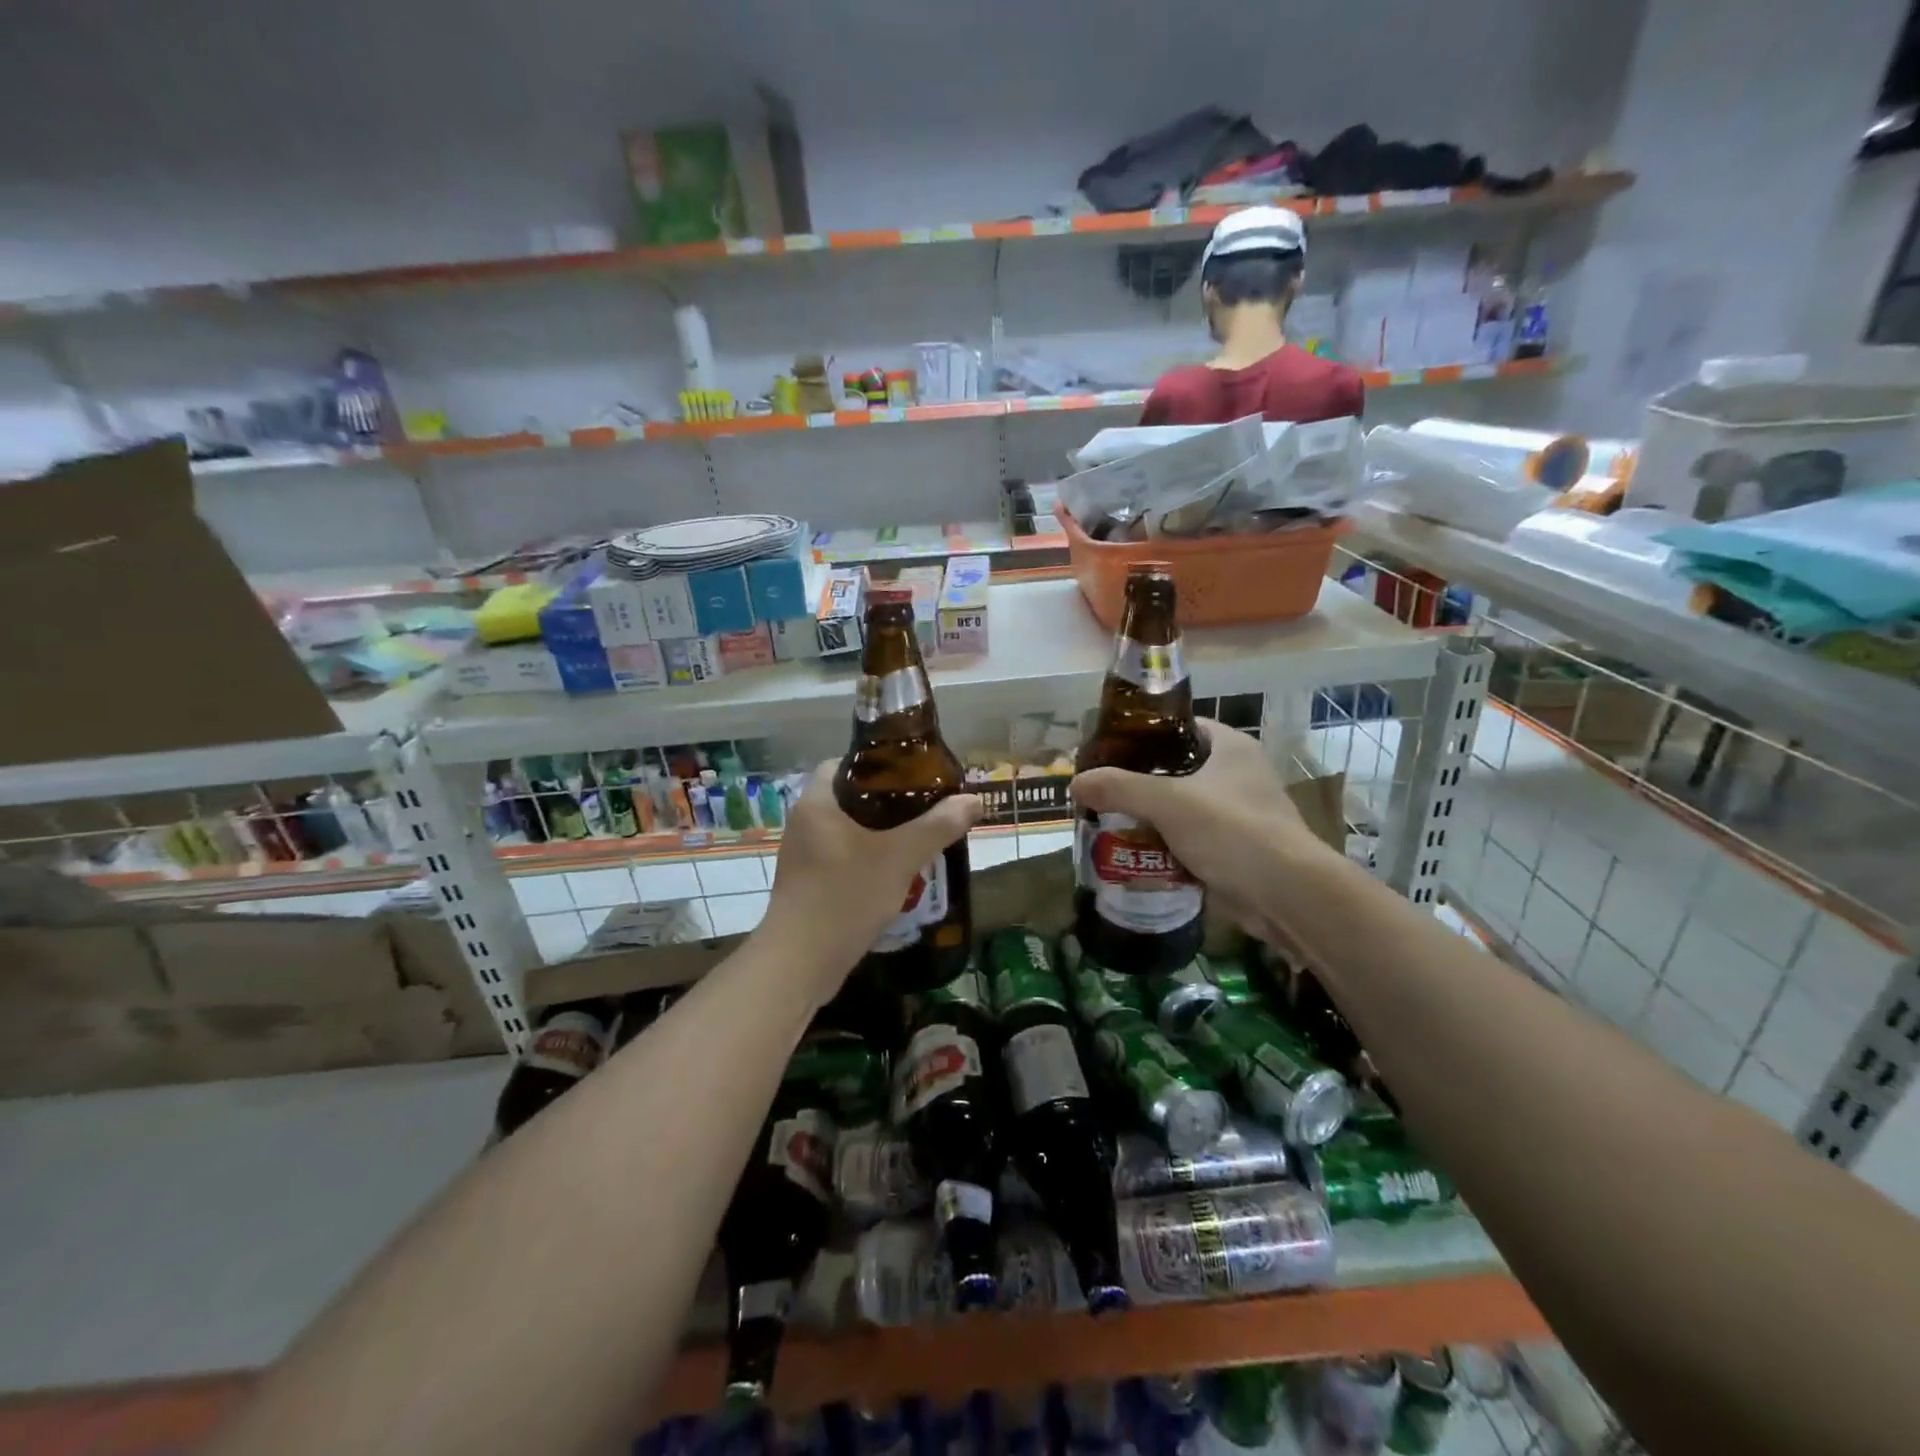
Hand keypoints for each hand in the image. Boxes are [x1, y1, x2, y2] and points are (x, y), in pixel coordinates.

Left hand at [759, 762, 982, 999]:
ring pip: (849, 832)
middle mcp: (804, 824)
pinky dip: (869, 860)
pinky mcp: (808, 884)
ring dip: (881, 835)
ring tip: (919, 839)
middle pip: (850, 798)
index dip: (878, 765)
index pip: (843, 764)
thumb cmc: (846, 896)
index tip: (912, 776)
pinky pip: (843, 859)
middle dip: (888, 803)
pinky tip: (897, 874)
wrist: (801, 962)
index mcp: (816, 803)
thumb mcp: (899, 857)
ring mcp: (803, 857)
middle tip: (925, 809)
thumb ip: (937, 826)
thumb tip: (973, 800)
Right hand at [1071, 719, 1338, 942]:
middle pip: (1176, 770)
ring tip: (1108, 821)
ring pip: (1181, 809)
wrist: (1288, 896)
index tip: (1108, 749)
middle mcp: (1237, 774)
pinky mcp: (1235, 850)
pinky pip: (1190, 841)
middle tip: (1101, 790)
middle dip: (1139, 782)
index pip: (1180, 727)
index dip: (1144, 734)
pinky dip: (1165, 847)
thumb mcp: (1168, 802)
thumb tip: (1075, 782)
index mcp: (1230, 747)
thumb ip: (1120, 788)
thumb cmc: (1232, 831)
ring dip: (1149, 818)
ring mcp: (1238, 814)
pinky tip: (1133, 855)